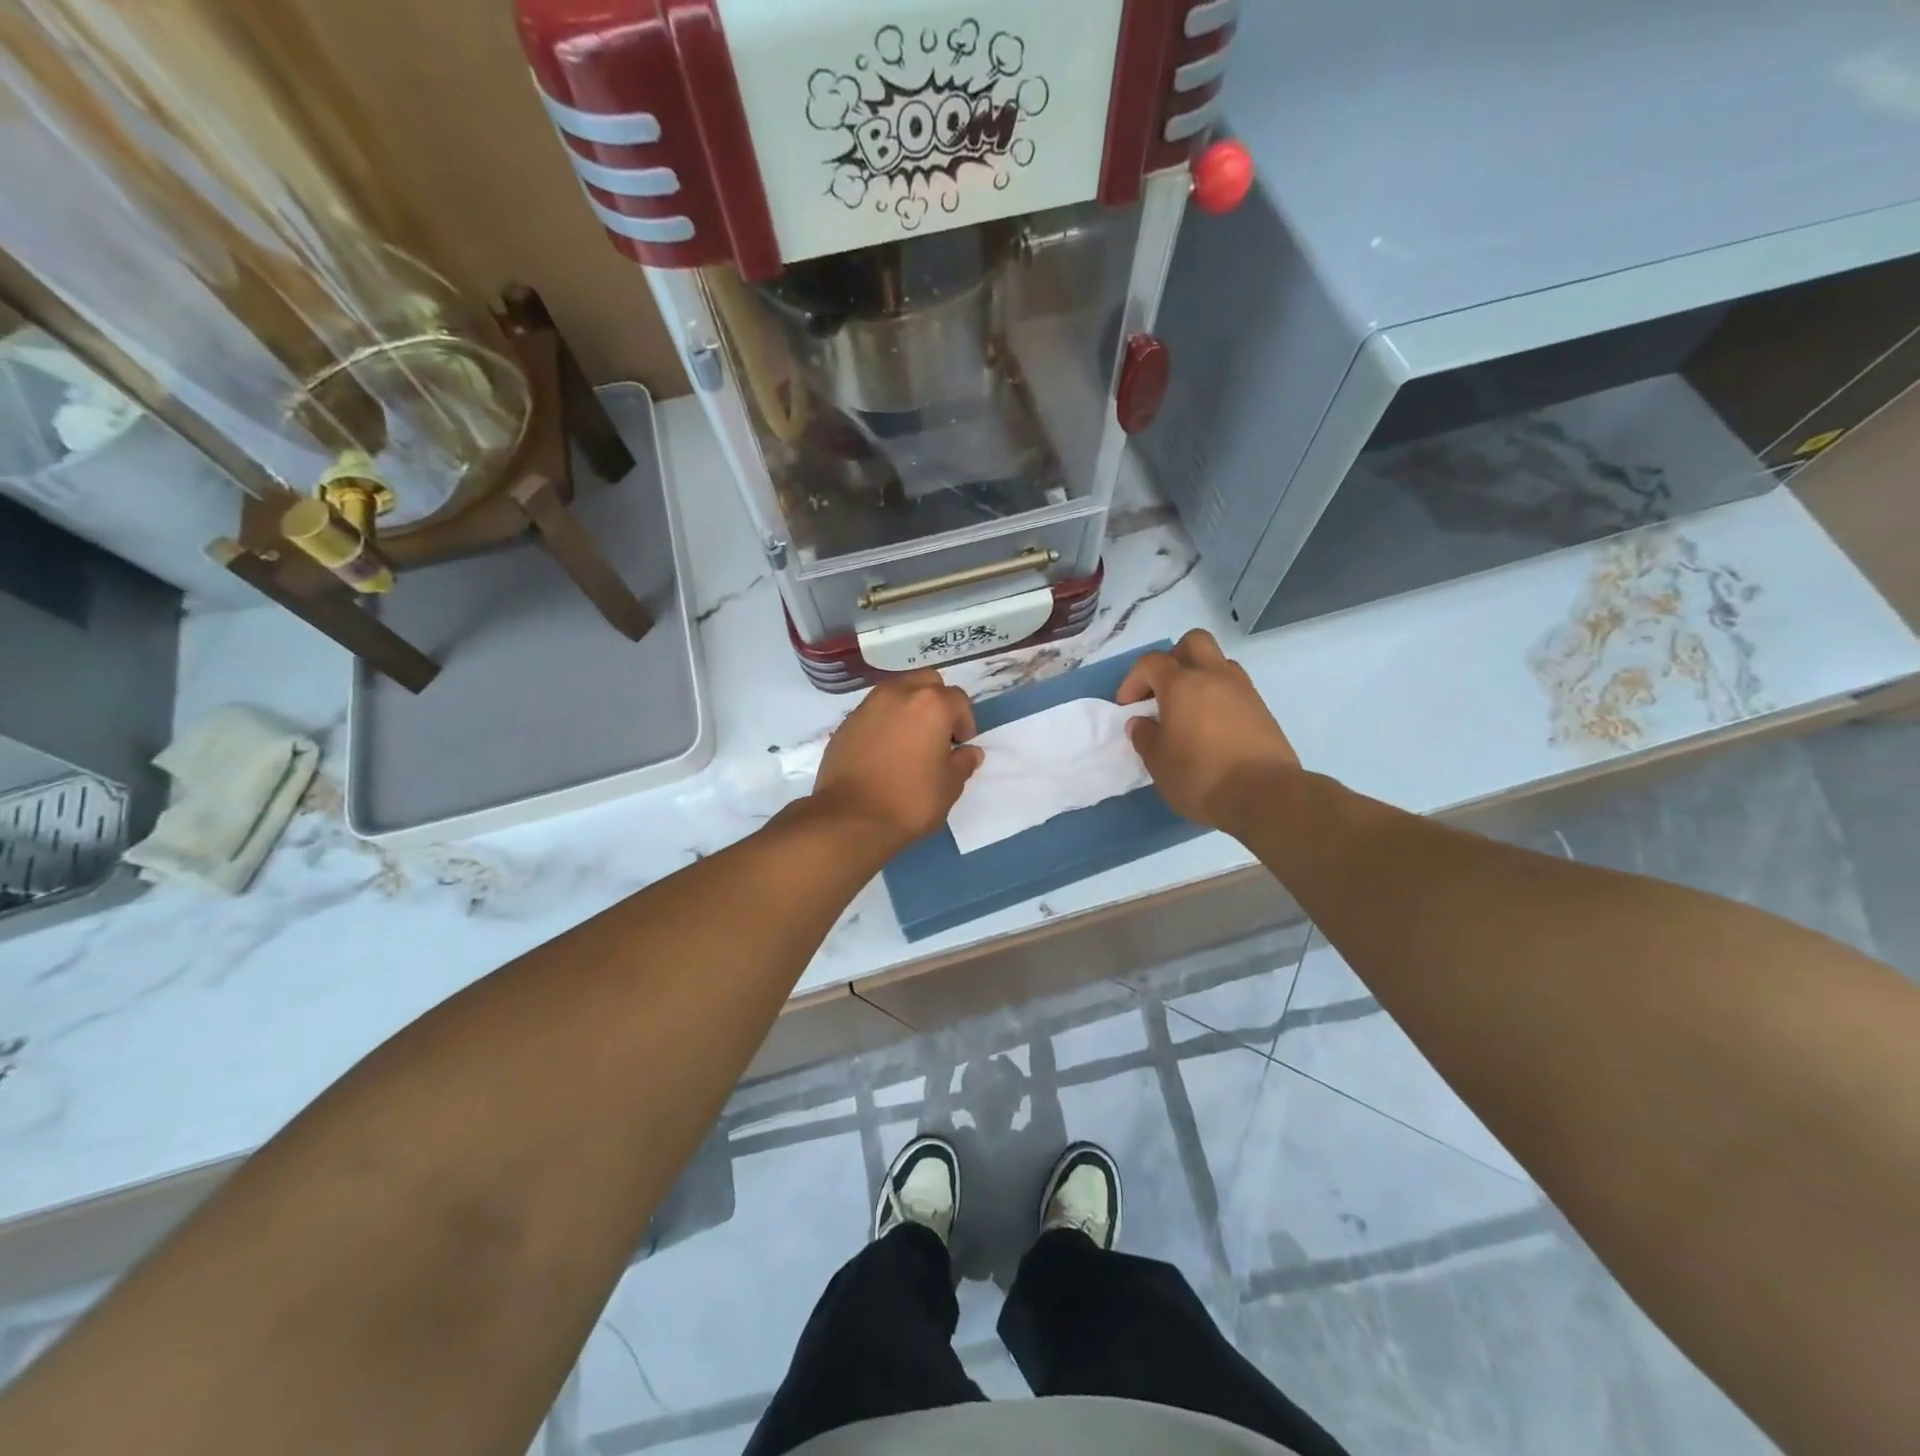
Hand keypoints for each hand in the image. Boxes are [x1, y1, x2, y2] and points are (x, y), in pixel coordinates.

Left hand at [810, 670, 983, 851]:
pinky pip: (873, 712)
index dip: (965, 722)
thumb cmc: (910, 801)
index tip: (960, 746)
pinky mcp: (845, 723)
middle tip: (938, 734)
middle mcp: (898, 694)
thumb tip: (969, 752)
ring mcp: (867, 706)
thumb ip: (963, 763)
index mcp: (931, 704)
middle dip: (937, 702)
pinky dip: (883, 723)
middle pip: (926, 682)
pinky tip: (883, 753)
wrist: (850, 818)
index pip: (958, 699)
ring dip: (908, 708)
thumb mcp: (949, 787)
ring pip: (896, 692)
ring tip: (909, 742)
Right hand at [1118, 630, 1300, 833]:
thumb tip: (1141, 723)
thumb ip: (1145, 737)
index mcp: (1182, 685)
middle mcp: (1214, 677)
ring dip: (1200, 676)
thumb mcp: (1158, 763)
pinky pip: (1235, 688)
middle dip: (1173, 659)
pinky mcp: (1262, 709)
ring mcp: (1243, 690)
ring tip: (1189, 709)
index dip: (1133, 680)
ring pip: (1218, 662)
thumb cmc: (1200, 776)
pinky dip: (1219, 697)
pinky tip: (1212, 727)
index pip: (1151, 663)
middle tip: (1163, 689)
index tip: (1128, 707)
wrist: (1264, 795)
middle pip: (1193, 642)